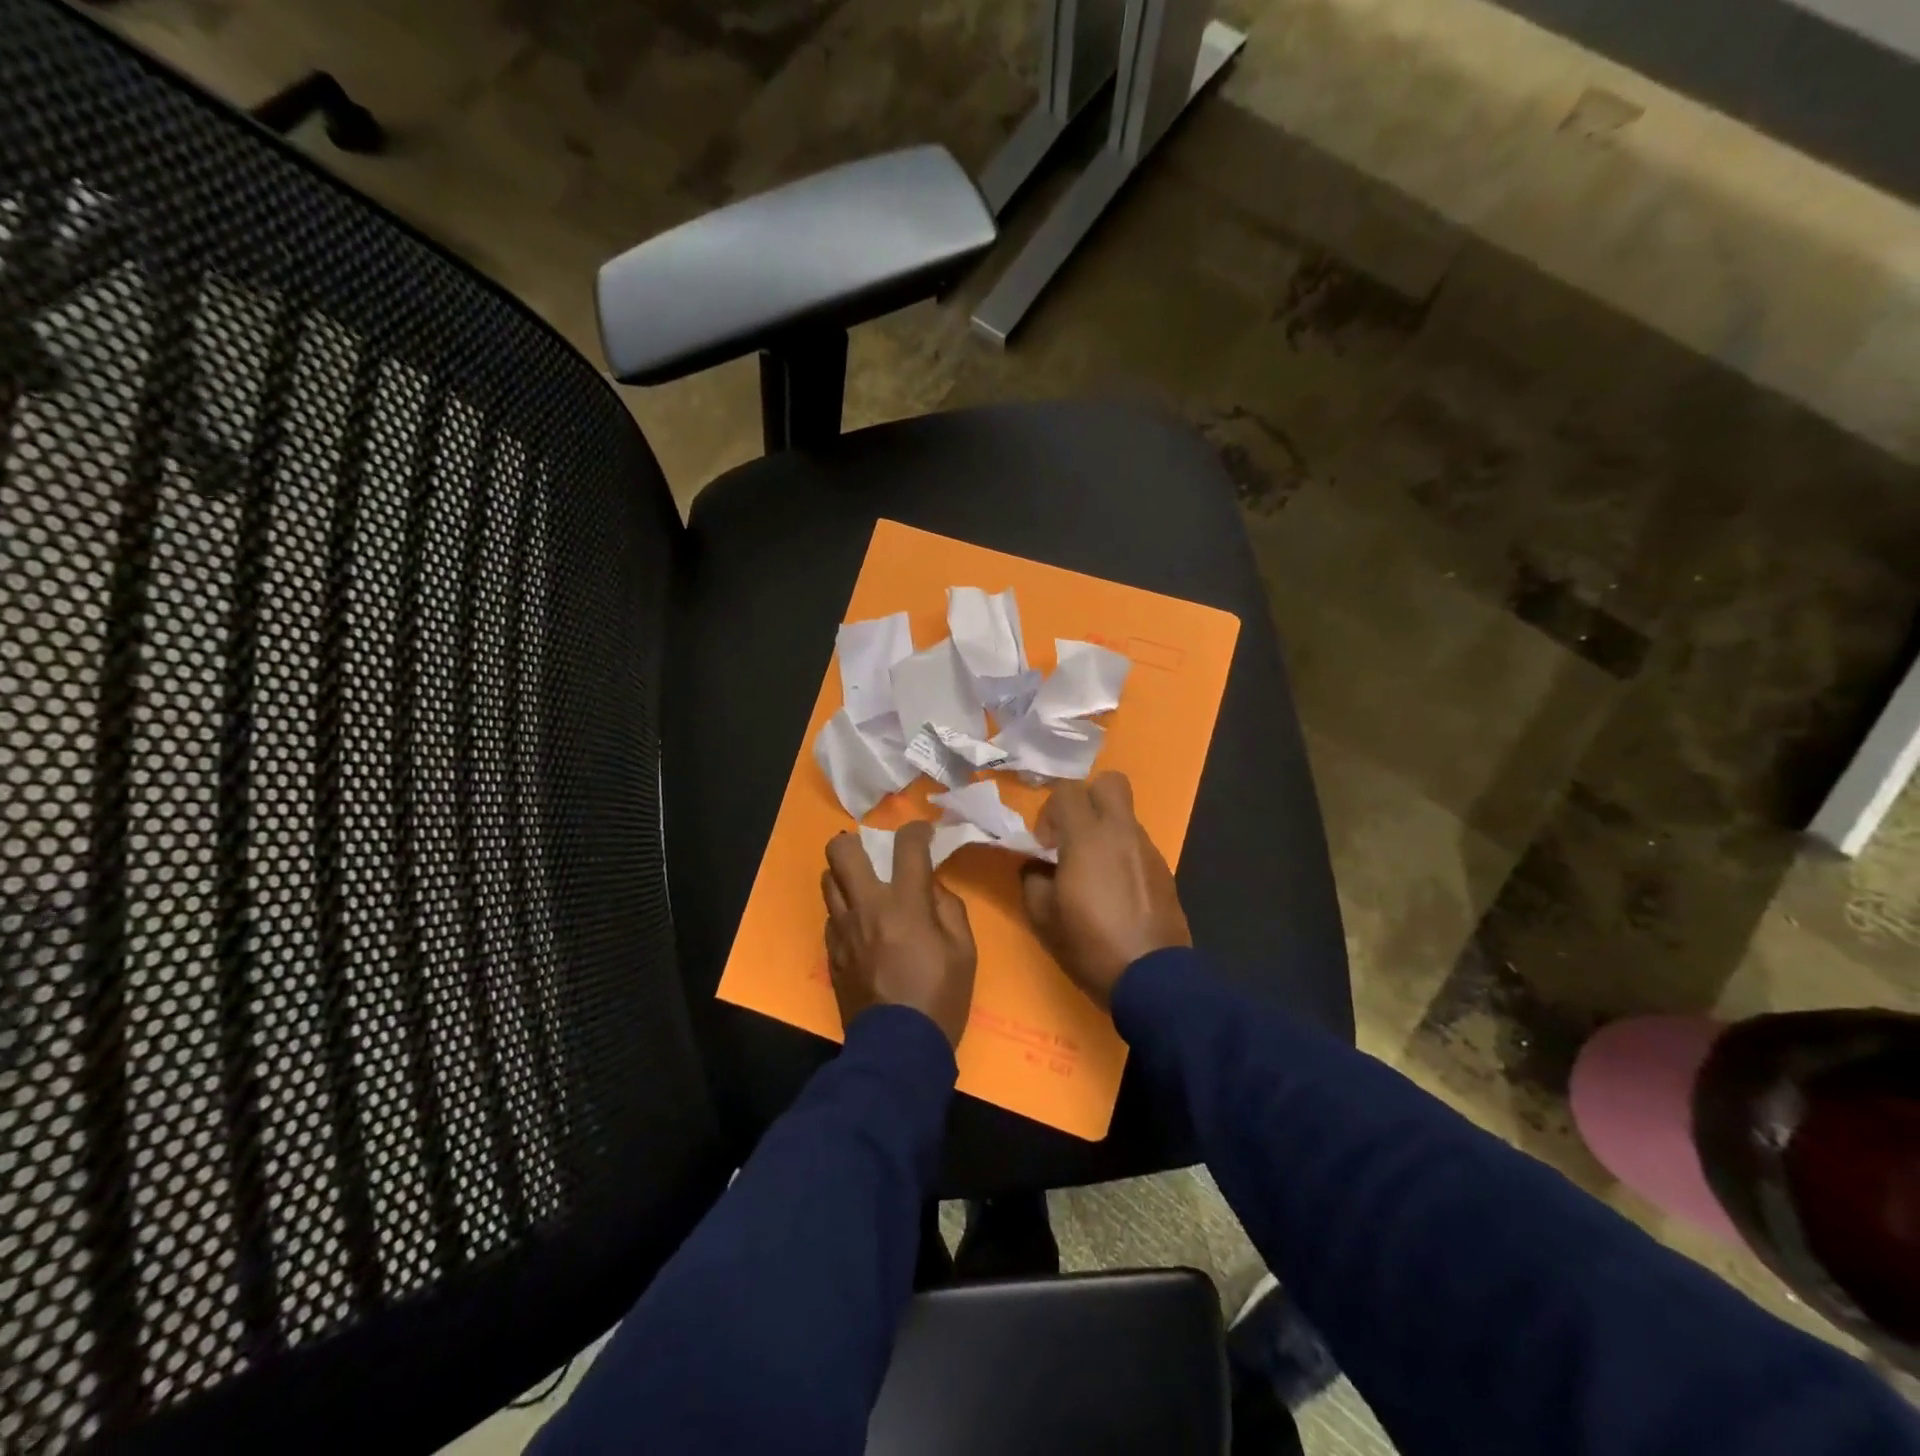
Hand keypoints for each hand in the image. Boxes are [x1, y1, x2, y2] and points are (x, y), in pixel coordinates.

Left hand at [823, 820, 977, 1046]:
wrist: (898, 1050)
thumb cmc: (940, 998)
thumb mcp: (964, 951)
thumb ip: (949, 909)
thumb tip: (932, 887)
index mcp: (904, 904)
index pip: (906, 846)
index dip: (916, 830)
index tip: (923, 833)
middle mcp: (866, 908)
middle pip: (840, 851)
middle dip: (855, 842)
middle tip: (874, 855)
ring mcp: (842, 930)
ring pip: (828, 880)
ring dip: (846, 877)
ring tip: (865, 889)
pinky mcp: (831, 953)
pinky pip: (831, 916)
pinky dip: (845, 911)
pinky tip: (861, 926)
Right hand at [1022, 773, 1190, 1008]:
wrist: (1152, 978)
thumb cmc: (1090, 944)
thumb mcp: (1043, 917)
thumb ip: (1032, 879)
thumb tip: (1036, 866)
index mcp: (1088, 837)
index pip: (1068, 790)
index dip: (1050, 810)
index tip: (1044, 844)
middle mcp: (1122, 832)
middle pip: (1110, 782)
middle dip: (1087, 798)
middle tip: (1072, 834)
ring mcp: (1148, 850)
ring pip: (1125, 816)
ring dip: (1105, 829)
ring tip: (1092, 870)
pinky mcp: (1165, 870)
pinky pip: (1138, 844)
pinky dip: (1122, 853)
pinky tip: (1115, 890)